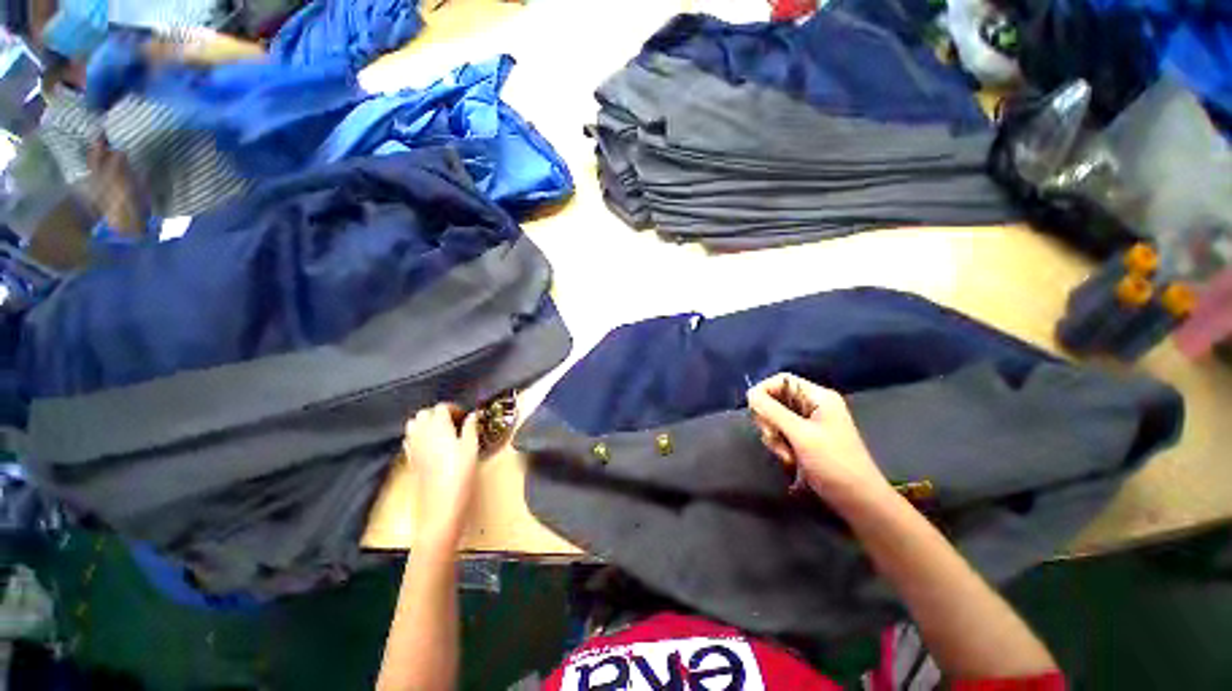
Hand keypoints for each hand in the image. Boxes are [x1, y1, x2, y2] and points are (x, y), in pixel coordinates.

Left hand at [403, 404, 480, 547]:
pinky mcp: (410, 459)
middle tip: (455, 421)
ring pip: (414, 424)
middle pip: (424, 413)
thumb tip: (473, 415)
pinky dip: (419, 436)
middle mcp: (421, 433)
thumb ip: (471, 427)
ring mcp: (413, 446)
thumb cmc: (460, 473)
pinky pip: (410, 439)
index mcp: (438, 426)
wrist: (441, 504)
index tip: (465, 415)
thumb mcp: (472, 447)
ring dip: (426, 423)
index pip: (441, 407)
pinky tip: (432, 445)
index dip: (453, 408)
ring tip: (443, 431)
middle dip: (438, 413)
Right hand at [747, 374, 892, 506]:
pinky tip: (789, 460)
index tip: (754, 410)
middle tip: (774, 437)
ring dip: (774, 436)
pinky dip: (780, 445)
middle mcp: (813, 406)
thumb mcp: (801, 435)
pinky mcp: (805, 440)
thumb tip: (750, 394)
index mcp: (818, 397)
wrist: (860, 502)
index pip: (781, 381)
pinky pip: (781, 433)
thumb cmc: (834, 464)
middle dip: (769, 419)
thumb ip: (773, 411)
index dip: (764, 391)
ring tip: (786, 455)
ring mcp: (809, 424)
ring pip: (775, 418)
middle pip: (775, 399)